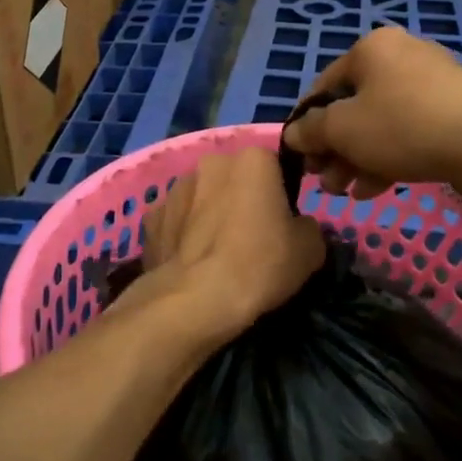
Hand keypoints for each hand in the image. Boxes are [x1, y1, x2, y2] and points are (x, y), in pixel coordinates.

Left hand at [138, 145, 327, 339]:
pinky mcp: (151, 218)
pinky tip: (192, 264)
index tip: (282, 224)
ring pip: (202, 197)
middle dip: (241, 199)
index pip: (274, 167)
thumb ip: (307, 226)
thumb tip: (297, 227)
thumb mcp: (310, 249)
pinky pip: (176, 221)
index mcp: (253, 159)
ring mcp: (175, 188)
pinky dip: (183, 236)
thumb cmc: (260, 264)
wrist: (196, 300)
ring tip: (217, 255)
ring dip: (210, 215)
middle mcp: (211, 162)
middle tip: (251, 239)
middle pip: (234, 178)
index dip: (280, 195)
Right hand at [281, 27, 461, 200]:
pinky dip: (388, 155)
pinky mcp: (454, 108)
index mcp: (372, 47)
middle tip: (326, 182)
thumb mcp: (343, 129)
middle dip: (334, 148)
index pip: (323, 86)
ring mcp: (432, 81)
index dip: (306, 124)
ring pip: (380, 122)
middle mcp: (401, 55)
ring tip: (347, 192)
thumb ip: (310, 131)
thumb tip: (292, 134)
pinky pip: (409, 130)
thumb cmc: (404, 127)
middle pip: (353, 106)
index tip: (301, 158)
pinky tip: (375, 189)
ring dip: (357, 158)